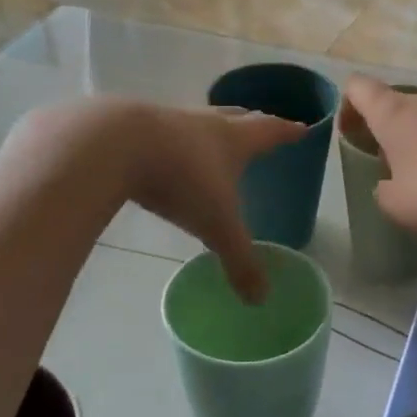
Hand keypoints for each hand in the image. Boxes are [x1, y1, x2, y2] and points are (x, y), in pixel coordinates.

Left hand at [120, 102, 303, 301]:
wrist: (114, 144)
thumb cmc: (181, 179)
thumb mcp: (216, 225)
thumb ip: (239, 262)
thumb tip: (260, 299)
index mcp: (233, 140)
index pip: (270, 132)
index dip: (288, 132)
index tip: (303, 128)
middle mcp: (205, 123)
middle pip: (236, 117)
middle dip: (253, 122)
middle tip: (263, 124)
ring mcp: (167, 120)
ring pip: (198, 120)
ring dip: (210, 128)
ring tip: (214, 139)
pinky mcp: (133, 126)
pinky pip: (161, 131)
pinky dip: (171, 140)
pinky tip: (164, 153)